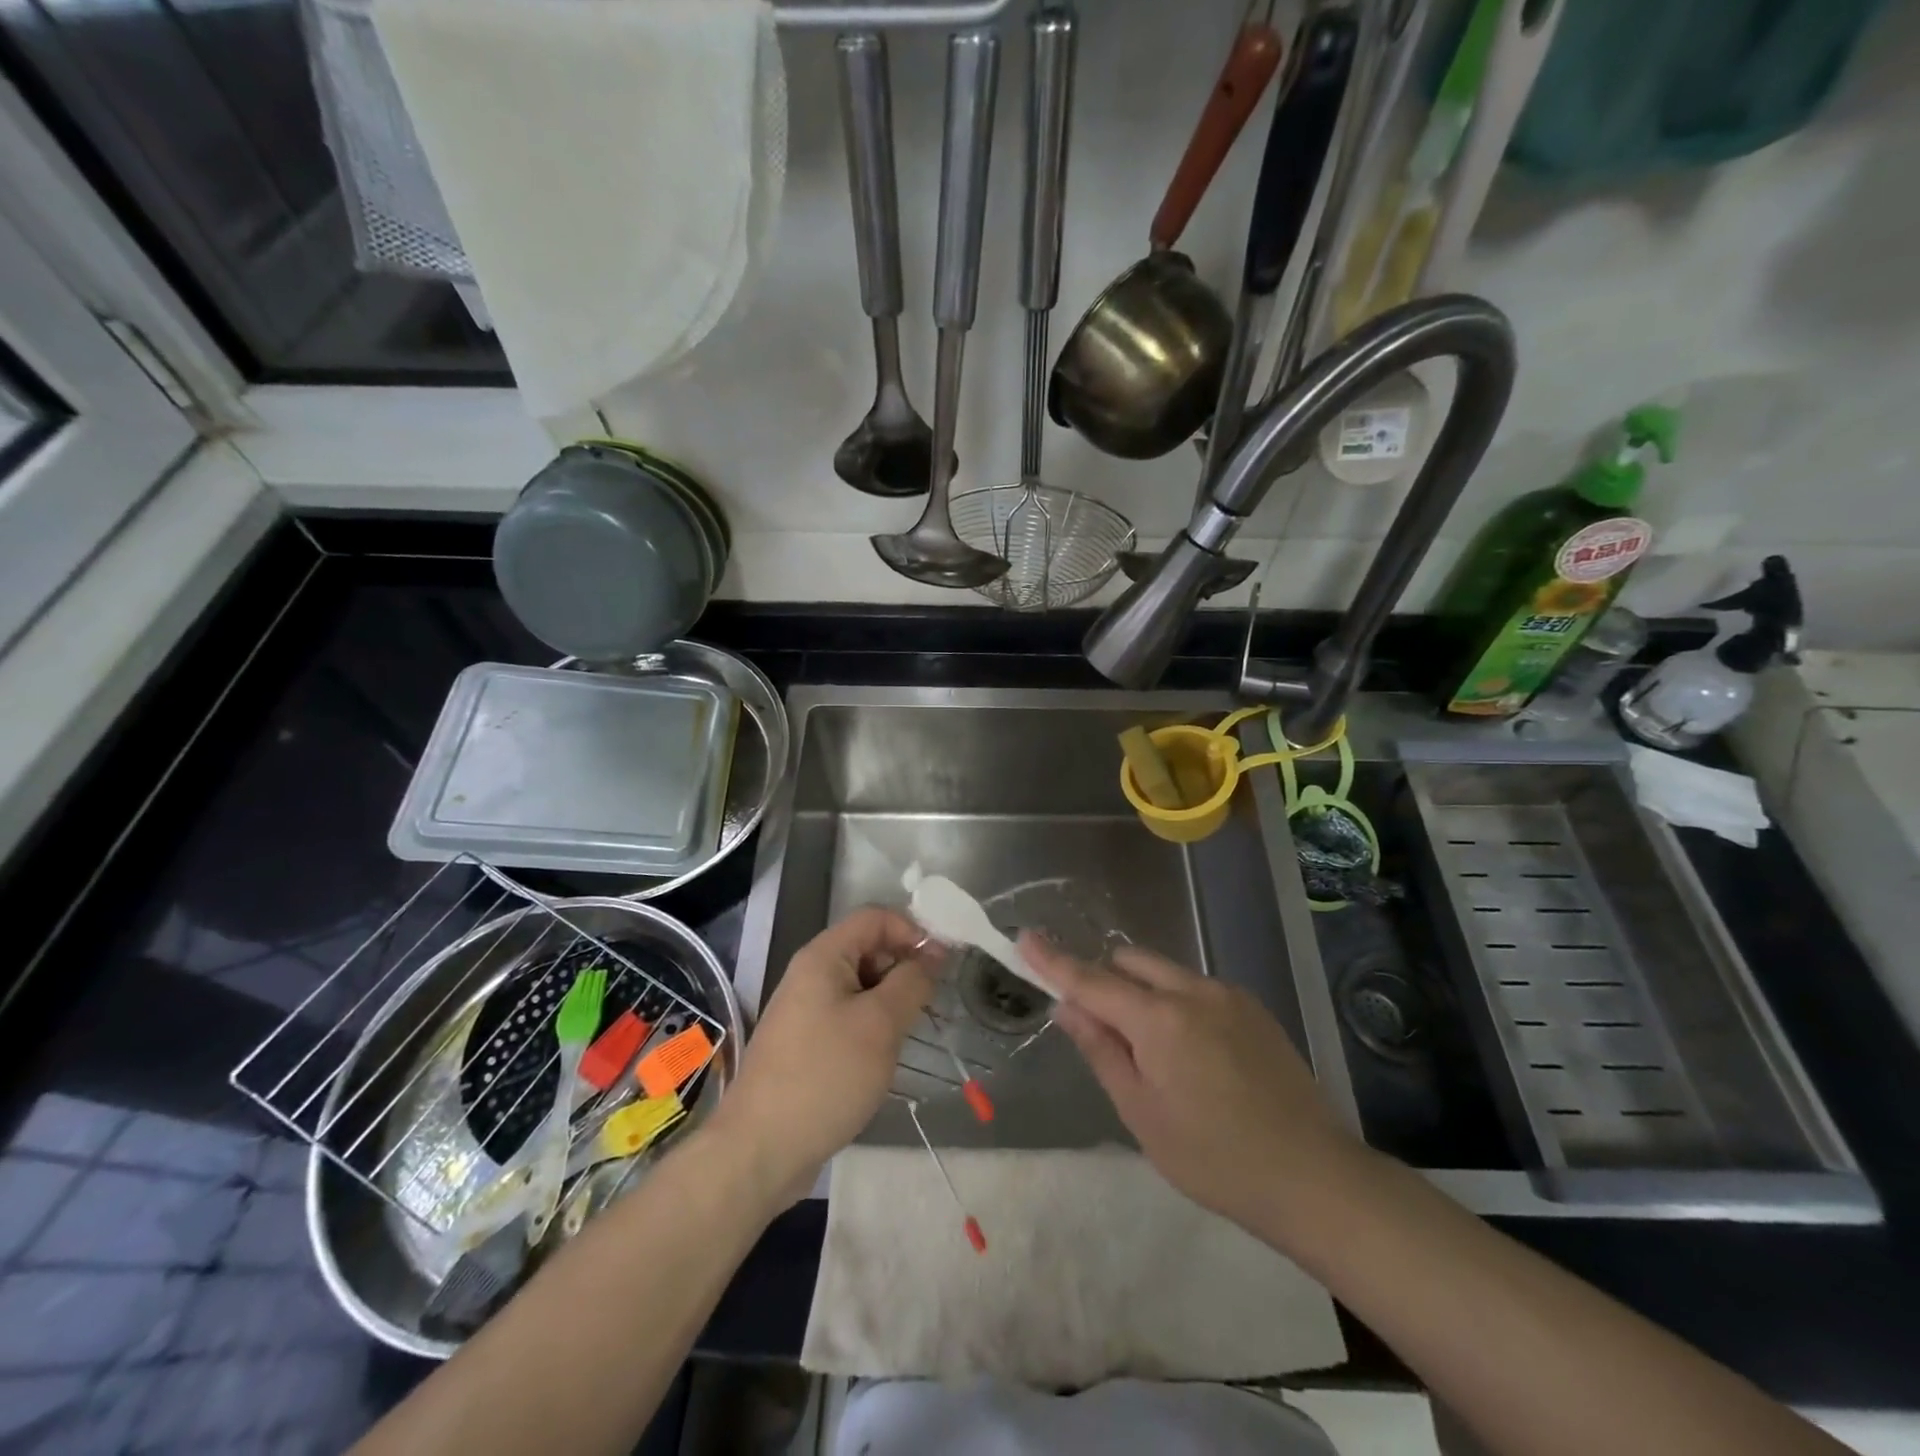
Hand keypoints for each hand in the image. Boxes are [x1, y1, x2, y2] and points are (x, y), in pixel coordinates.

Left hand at [709, 907, 936, 1206]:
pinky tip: (885, 1057)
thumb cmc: (825, 1076)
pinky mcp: (806, 1044)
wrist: (760, 1151)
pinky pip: (849, 1017)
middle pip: (868, 949)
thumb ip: (912, 982)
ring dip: (892, 1002)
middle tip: (931, 1005)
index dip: (912, 931)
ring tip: (911, 1034)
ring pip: (862, 987)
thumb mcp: (880, 1025)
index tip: (942, 966)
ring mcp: (806, 1010)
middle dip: (904, 969)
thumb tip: (934, 953)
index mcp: (823, 956)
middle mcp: (811, 974)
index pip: (876, 917)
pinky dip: (873, 1027)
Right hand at [1026, 934, 1366, 1234]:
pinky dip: (1175, 1004)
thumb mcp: (1142, 1113)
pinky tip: (1195, 1057)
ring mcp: (1228, 995)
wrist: (1315, 1178)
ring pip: (1164, 973)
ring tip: (1155, 1054)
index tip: (1024, 937)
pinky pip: (1196, 989)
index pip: (1091, 980)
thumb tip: (1067, 1007)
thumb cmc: (1215, 1158)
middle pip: (1130, 962)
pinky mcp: (1253, 1008)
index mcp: (1159, 1019)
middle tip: (1100, 1028)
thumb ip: (1102, 1050)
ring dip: (1142, 994)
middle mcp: (1193, 991)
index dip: (1054, 960)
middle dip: (1105, 981)